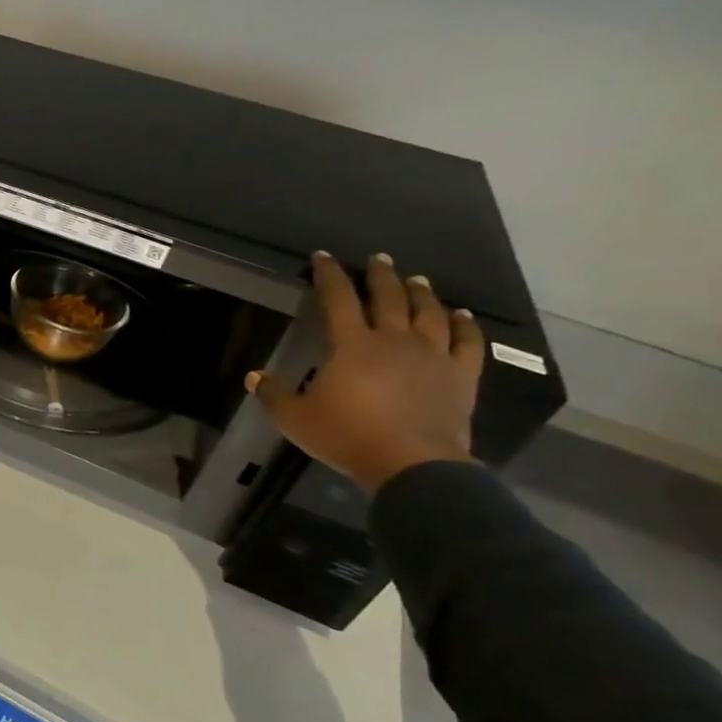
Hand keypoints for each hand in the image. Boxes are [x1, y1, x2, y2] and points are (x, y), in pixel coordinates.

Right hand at [247, 252, 484, 494]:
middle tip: (378, 259)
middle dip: (380, 276)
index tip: (323, 257)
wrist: (412, 464)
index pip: (337, 299)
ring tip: (417, 280)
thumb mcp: (295, 419)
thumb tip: (254, 376)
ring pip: (428, 313)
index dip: (329, 276)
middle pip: (389, 298)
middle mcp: (394, 340)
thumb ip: (273, 394)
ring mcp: (432, 356)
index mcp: (352, 345)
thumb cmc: (347, 436)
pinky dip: (464, 325)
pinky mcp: (460, 375)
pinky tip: (461, 315)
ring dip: (421, 293)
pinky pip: (467, 342)